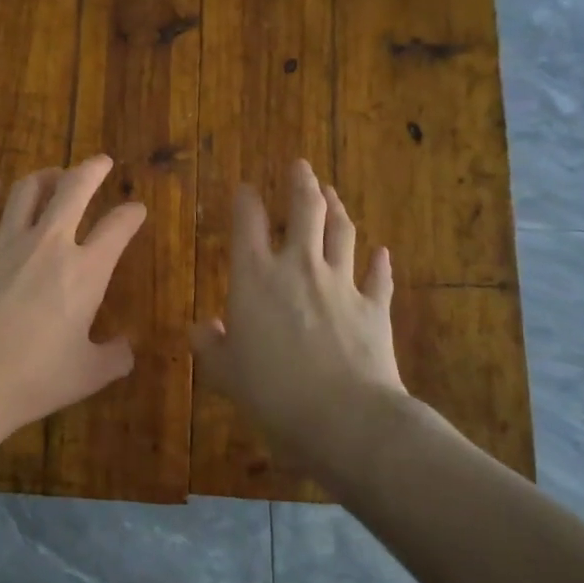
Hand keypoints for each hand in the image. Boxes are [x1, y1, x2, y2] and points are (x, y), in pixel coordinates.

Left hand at [0, 156, 146, 431]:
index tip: (136, 209)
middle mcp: (49, 243)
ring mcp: (4, 240)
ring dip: (43, 177)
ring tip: (50, 174)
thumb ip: (115, 357)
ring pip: (27, 189)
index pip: (117, 229)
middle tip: (99, 162)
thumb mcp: (87, 375)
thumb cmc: (32, 379)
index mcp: (86, 272)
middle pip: (73, 189)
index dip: (131, 214)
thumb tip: (127, 347)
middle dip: (91, 170)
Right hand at [190, 160, 405, 475]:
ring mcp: (341, 283)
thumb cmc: (272, 392)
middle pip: (305, 210)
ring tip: (332, 192)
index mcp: (255, 277)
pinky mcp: (374, 306)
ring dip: (337, 208)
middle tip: (300, 165)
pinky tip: (382, 252)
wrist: (344, 417)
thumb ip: (211, 345)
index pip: (247, 223)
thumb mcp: (226, 373)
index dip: (246, 199)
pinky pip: (378, 276)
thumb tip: (200, 328)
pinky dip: (380, 262)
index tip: (245, 187)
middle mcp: (298, 267)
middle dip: (301, 183)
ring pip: (342, 232)